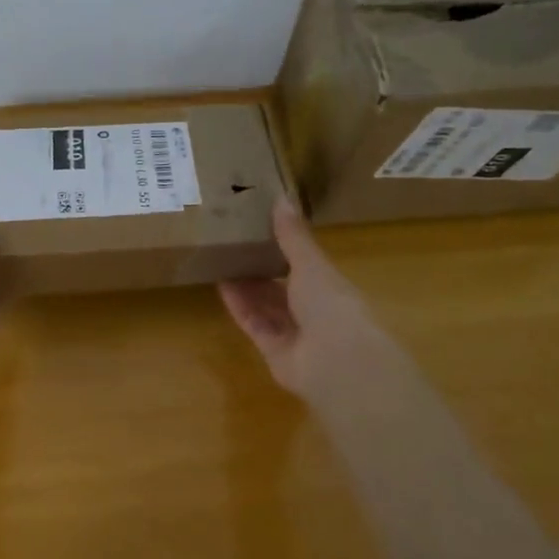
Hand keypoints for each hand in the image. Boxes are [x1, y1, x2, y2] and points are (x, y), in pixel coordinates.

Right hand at [219, 198, 410, 409]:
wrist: (337, 361)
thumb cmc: (332, 304)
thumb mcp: (311, 263)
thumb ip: (293, 235)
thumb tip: (281, 196)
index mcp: (330, 287)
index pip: (305, 266)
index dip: (284, 249)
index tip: (260, 229)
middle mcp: (313, 311)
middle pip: (282, 288)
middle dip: (260, 269)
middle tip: (233, 244)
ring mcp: (294, 334)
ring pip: (265, 306)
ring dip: (246, 286)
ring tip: (221, 260)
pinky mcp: (273, 352)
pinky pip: (254, 324)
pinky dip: (239, 306)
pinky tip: (221, 285)